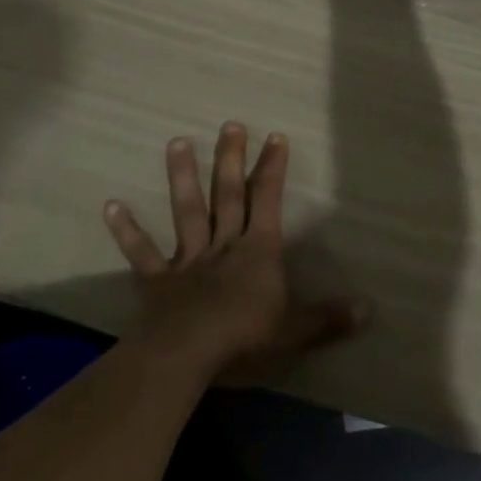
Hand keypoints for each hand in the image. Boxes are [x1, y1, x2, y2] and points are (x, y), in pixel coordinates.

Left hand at [103, 122, 368, 384]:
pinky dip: (127, 230)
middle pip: (227, 195)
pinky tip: (110, 206)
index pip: (267, 200)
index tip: (274, 136)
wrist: (186, 357)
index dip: (272, 169)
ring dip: (182, 177)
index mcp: (256, 251)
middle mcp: (223, 245)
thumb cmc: (245, 339)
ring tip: (176, 142)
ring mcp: (187, 260)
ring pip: (186, 211)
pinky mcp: (157, 281)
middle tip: (230, 124)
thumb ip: (330, 319)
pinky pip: (142, 253)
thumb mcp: (296, 331)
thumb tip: (370, 310)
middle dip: (230, 159)